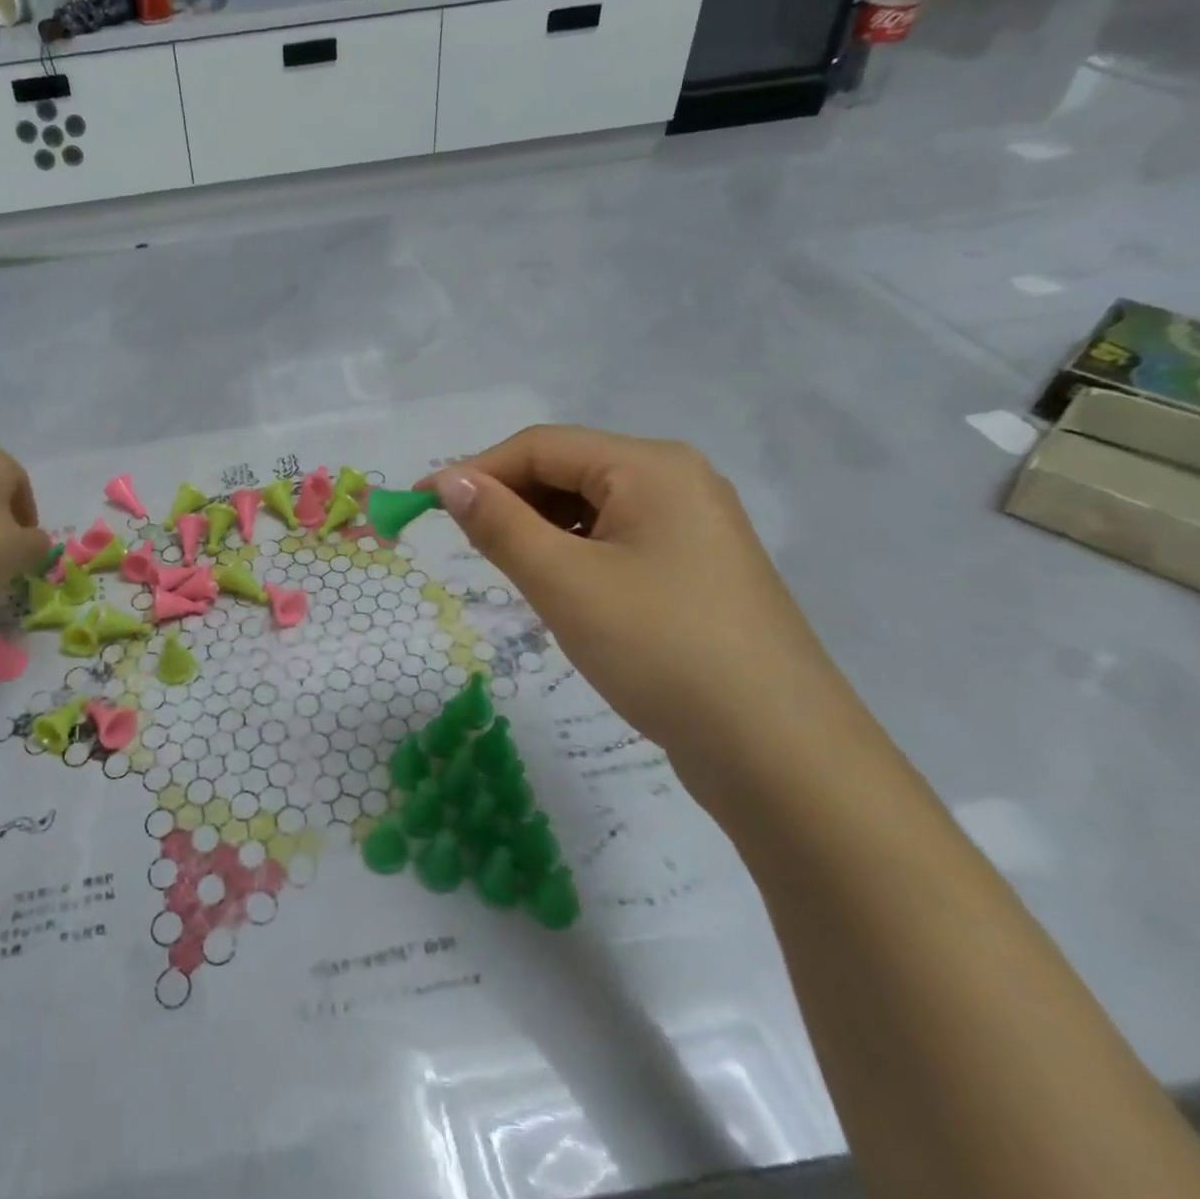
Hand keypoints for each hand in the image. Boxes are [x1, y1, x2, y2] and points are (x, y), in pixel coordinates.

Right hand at [425, 426, 860, 782]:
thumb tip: (448, 480)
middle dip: (509, 501)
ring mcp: (692, 525)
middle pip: (568, 470)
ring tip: (512, 572)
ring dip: (539, 530)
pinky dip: (574, 554)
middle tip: (463, 546)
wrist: (779, 752)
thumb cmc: (661, 650)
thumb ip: (499, 524)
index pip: (540, 446)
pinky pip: (616, 540)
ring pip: (591, 508)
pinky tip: (561, 589)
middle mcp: (676, 480)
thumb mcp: (565, 583)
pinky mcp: (695, 568)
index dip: (474, 470)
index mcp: (650, 466)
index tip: (420, 505)